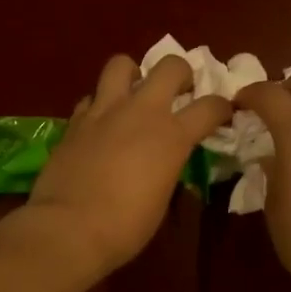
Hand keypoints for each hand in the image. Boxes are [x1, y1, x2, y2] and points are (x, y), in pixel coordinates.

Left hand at [19, 53, 232, 283]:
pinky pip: (91, 97)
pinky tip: (100, 124)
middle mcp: (141, 112)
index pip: (210, 107)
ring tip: (133, 95)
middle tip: (179, 91)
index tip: (222, 114)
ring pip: (121, 64)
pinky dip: (99, 105)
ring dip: (133, 74)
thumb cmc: (125, 226)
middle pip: (170, 66)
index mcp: (172, 136)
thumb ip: (168, 168)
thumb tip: (165, 163)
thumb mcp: (161, 199)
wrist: (69, 228)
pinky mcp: (75, 120)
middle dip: (181, 73)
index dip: (221, 108)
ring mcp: (104, 111)